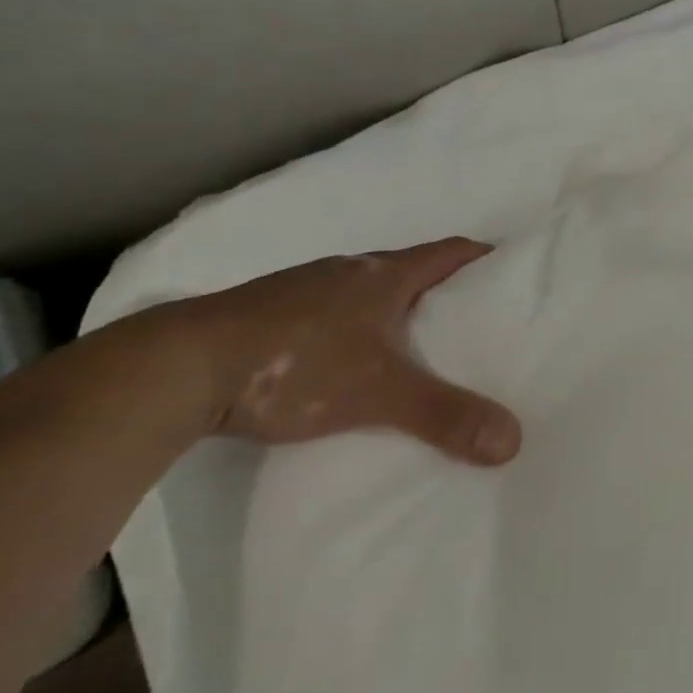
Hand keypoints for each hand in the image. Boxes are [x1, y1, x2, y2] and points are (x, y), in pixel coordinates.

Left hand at [142, 238, 520, 464]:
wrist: (179, 368)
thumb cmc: (296, 362)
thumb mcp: (378, 392)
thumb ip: (444, 415)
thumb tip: (513, 440)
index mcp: (383, 274)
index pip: (450, 252)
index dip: (483, 258)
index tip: (512, 272)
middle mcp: (348, 271)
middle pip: (411, 269)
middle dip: (444, 290)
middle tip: (474, 322)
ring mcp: (305, 289)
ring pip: (367, 292)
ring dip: (395, 310)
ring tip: (417, 347)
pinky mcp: (270, 315)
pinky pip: (331, 313)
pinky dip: (354, 329)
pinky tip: (347, 363)